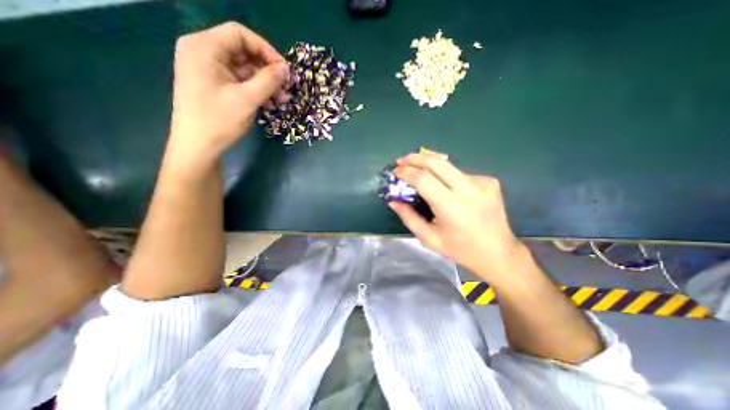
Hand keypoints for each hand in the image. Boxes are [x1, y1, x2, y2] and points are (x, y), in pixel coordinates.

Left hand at [166, 23, 289, 173]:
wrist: (197, 147)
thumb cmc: (219, 121)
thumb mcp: (247, 99)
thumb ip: (268, 81)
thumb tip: (286, 69)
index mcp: (203, 47)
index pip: (240, 34)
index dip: (266, 50)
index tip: (284, 70)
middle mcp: (202, 52)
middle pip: (242, 51)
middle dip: (267, 70)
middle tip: (285, 88)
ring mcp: (207, 69)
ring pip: (243, 68)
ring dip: (264, 83)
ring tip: (280, 100)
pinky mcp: (212, 84)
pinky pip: (238, 80)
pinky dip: (254, 90)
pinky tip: (266, 104)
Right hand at [388, 151, 524, 278]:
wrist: (498, 253)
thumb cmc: (460, 249)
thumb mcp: (428, 238)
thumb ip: (408, 217)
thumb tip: (393, 200)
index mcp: (451, 206)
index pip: (423, 178)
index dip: (406, 172)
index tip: (395, 171)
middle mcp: (468, 189)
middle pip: (436, 162)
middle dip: (415, 157)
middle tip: (402, 161)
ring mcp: (482, 182)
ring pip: (448, 166)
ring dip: (430, 166)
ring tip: (419, 173)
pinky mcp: (489, 181)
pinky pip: (460, 173)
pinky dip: (447, 176)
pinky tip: (446, 188)